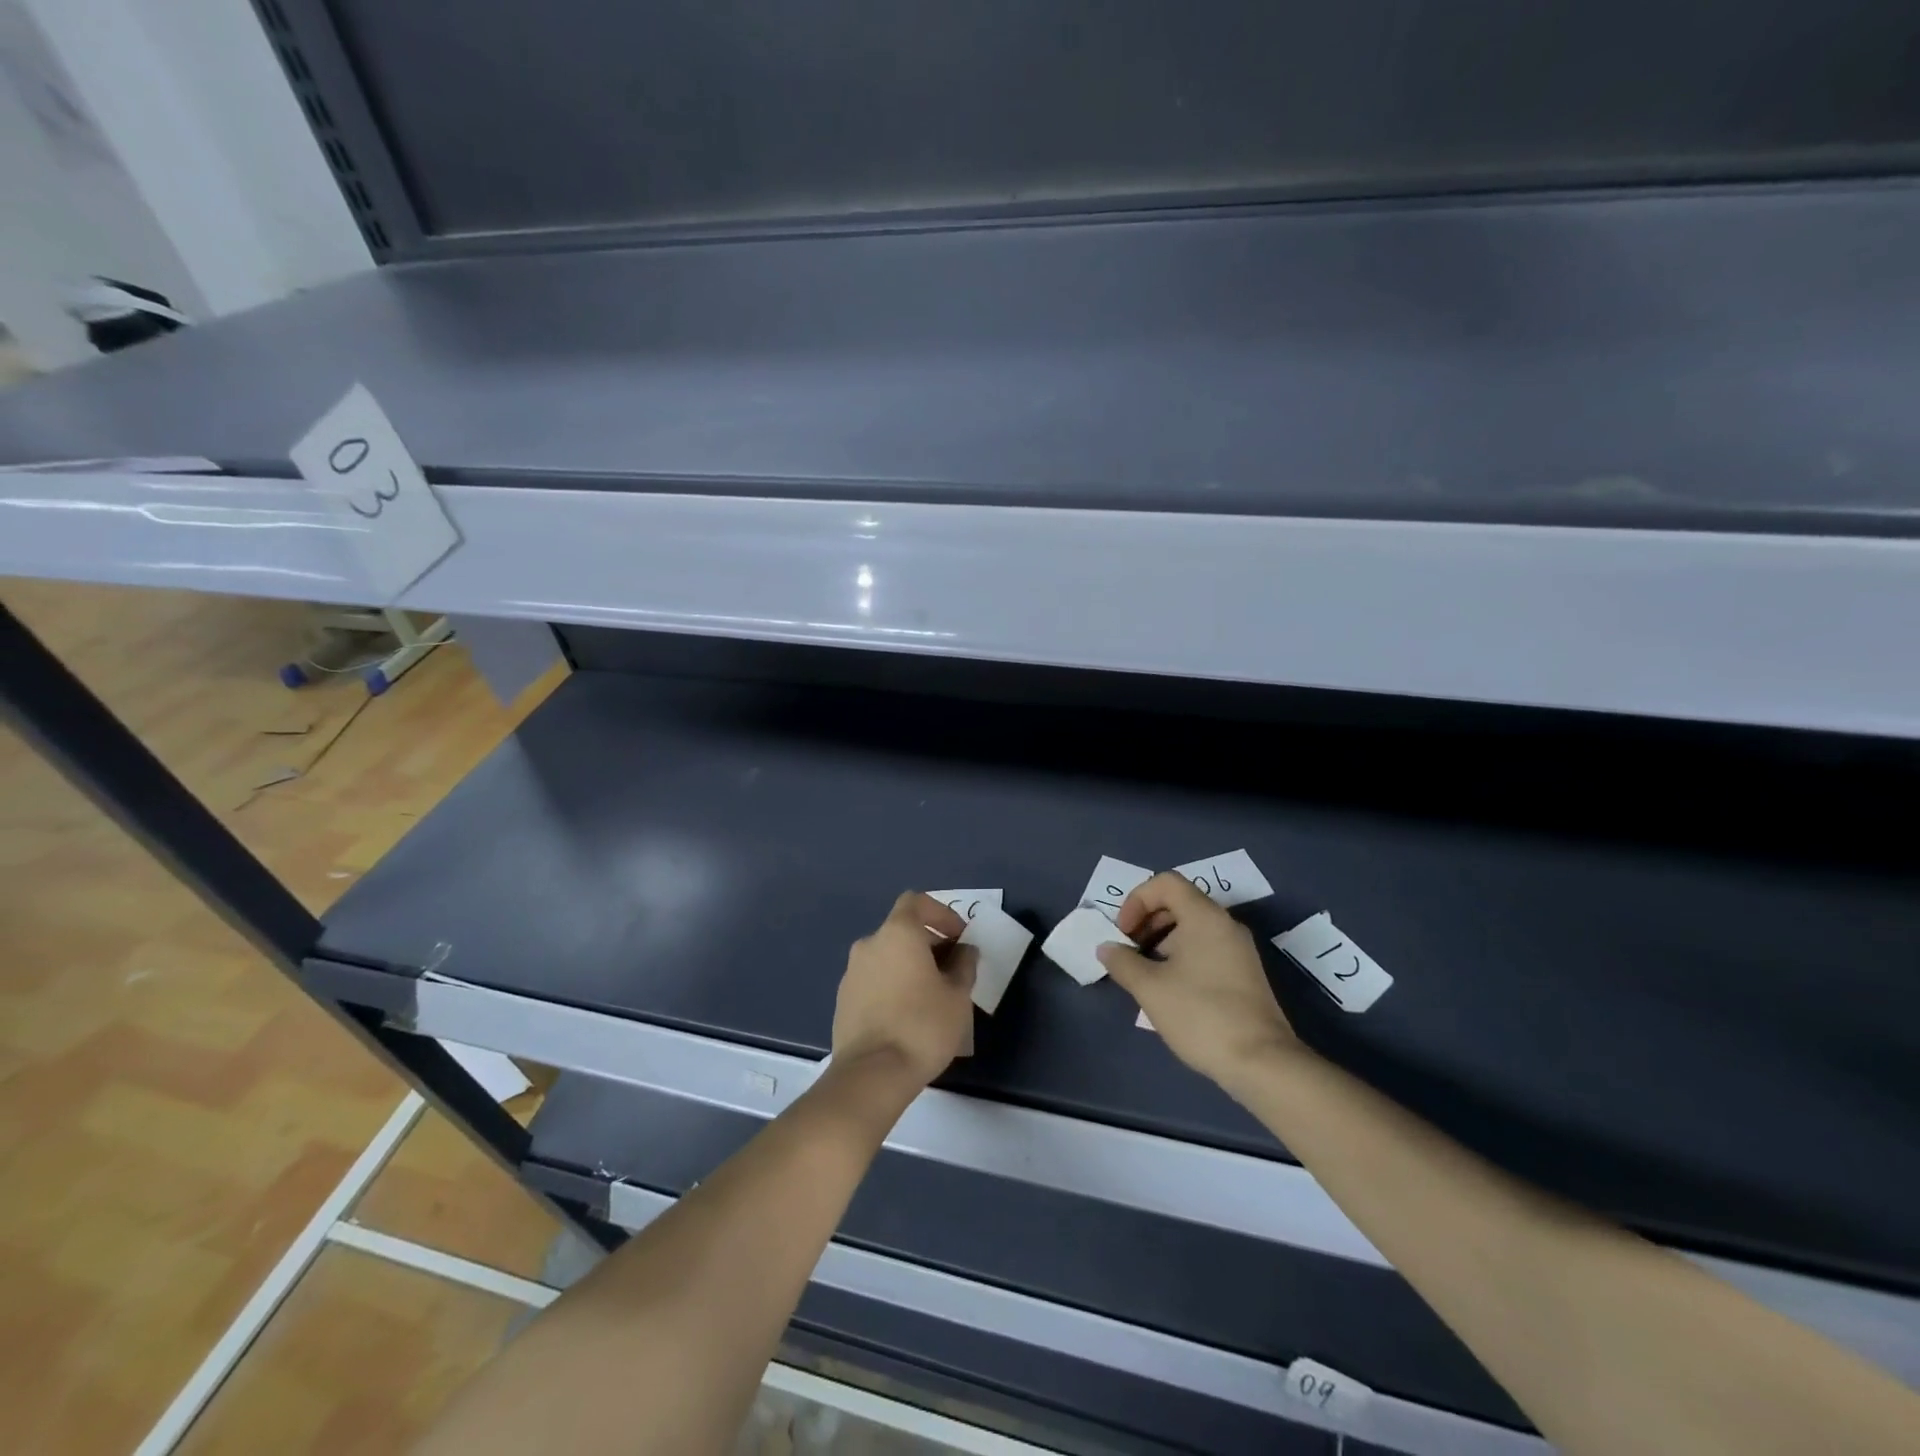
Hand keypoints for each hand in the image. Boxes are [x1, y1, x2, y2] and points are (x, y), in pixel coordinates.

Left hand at [832, 891, 977, 1090]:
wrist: (871, 1075)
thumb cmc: (922, 1026)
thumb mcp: (958, 996)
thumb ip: (964, 965)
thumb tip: (965, 951)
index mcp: (898, 933)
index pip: (916, 902)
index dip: (941, 914)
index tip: (959, 937)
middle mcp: (870, 944)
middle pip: (902, 930)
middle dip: (929, 943)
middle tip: (952, 970)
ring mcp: (852, 972)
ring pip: (887, 956)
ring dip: (909, 966)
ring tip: (932, 996)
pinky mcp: (843, 999)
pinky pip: (874, 979)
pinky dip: (892, 985)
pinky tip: (907, 1015)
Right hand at [1097, 872, 1299, 1088]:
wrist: (1261, 1063)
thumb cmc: (1201, 1015)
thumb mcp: (1150, 988)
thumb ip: (1123, 962)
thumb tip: (1107, 948)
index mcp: (1204, 916)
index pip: (1165, 883)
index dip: (1137, 900)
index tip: (1123, 933)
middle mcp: (1225, 924)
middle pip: (1178, 902)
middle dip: (1147, 921)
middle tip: (1129, 951)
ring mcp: (1239, 949)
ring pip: (1192, 927)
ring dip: (1161, 941)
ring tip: (1144, 974)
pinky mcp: (1244, 973)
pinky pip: (1206, 948)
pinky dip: (1181, 956)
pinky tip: (1169, 990)